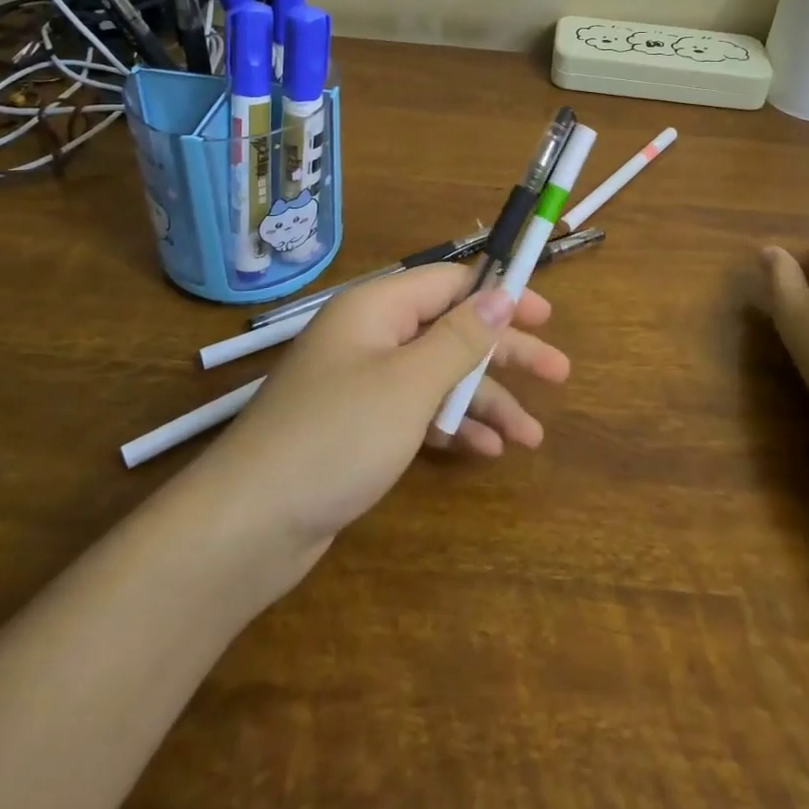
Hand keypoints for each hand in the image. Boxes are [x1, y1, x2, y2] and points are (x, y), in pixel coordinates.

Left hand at [200, 263, 568, 561]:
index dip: (499, 294)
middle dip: (504, 354)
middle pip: (450, 331)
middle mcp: (370, 336)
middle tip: (559, 374)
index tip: (546, 315)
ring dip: (484, 400)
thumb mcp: (410, 382)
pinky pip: (417, 412)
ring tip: (532, 435)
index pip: (449, 283)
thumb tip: (502, 292)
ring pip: (438, 377)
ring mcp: (362, 384)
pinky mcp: (358, 427)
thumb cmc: (337, 436)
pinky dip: (451, 426)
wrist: (249, 524)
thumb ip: (461, 337)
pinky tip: (487, 451)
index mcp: (377, 308)